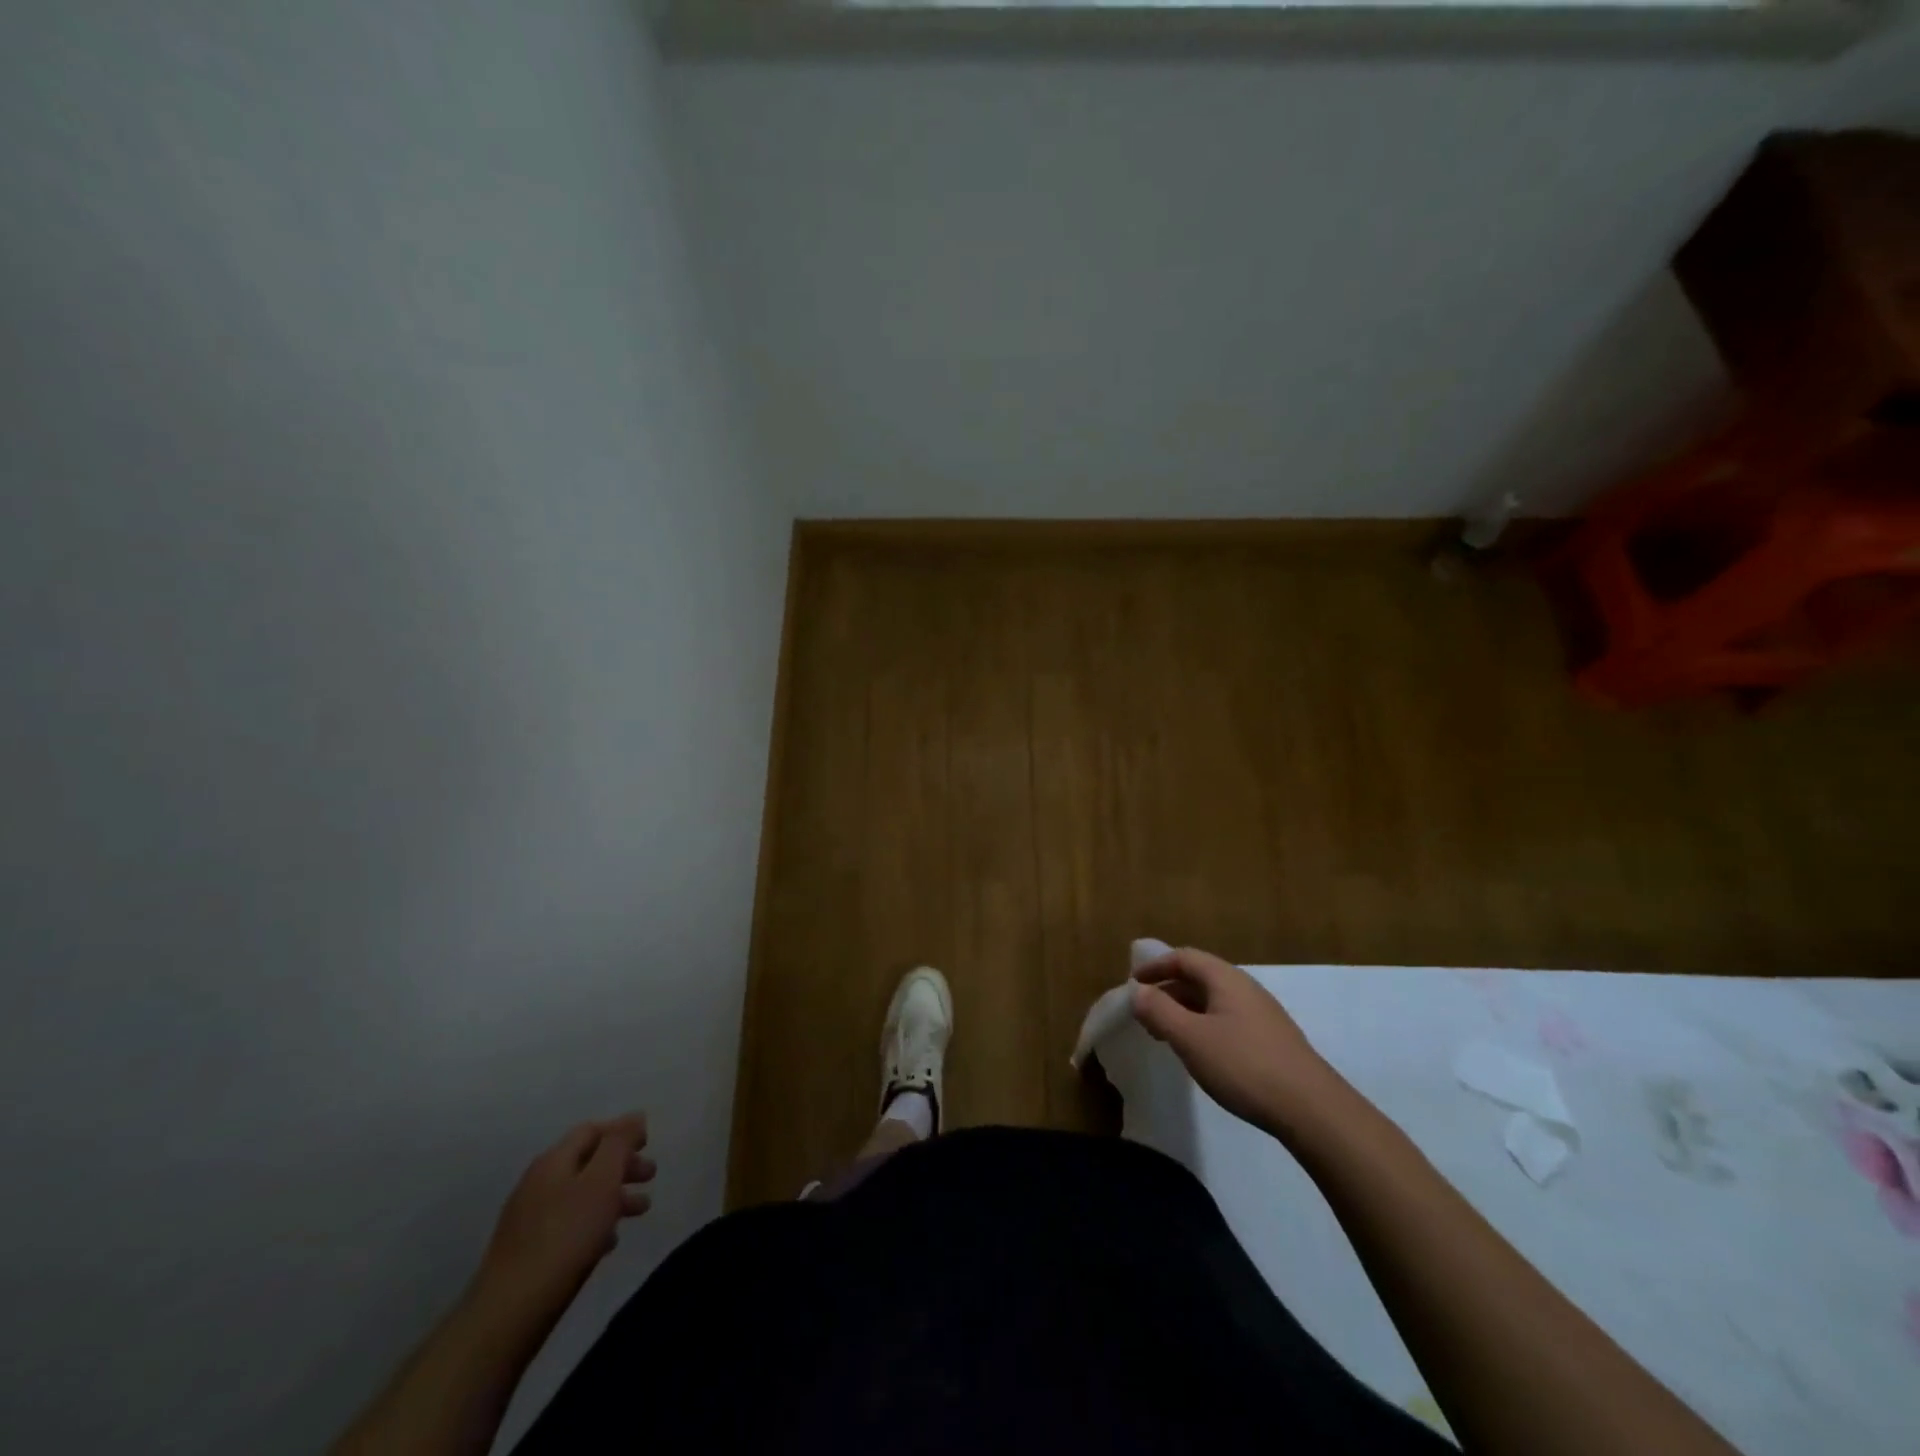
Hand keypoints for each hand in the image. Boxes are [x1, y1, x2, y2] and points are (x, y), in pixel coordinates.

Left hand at [476, 1114, 655, 1312]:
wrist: (510, 1310)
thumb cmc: (566, 1236)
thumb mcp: (602, 1180)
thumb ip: (619, 1143)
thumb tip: (634, 1116)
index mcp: (553, 1161)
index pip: (592, 1130)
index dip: (622, 1131)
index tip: (649, 1143)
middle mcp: (538, 1182)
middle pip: (587, 1162)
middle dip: (622, 1165)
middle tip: (650, 1176)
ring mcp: (529, 1218)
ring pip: (581, 1195)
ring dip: (613, 1196)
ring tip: (640, 1211)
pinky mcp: (527, 1251)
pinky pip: (569, 1224)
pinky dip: (594, 1223)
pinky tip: (608, 1242)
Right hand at [1131, 949, 1339, 1135]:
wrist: (1312, 1109)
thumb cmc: (1244, 1065)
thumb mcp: (1191, 1038)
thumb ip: (1160, 1011)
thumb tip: (1137, 991)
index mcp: (1226, 979)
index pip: (1184, 958)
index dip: (1156, 966)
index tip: (1133, 983)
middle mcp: (1245, 988)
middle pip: (1199, 977)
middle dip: (1168, 990)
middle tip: (1144, 1013)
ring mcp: (1262, 1014)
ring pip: (1213, 1001)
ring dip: (1184, 1010)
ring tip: (1165, 1034)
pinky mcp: (1271, 1040)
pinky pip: (1227, 1020)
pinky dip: (1203, 1026)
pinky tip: (1200, 1052)